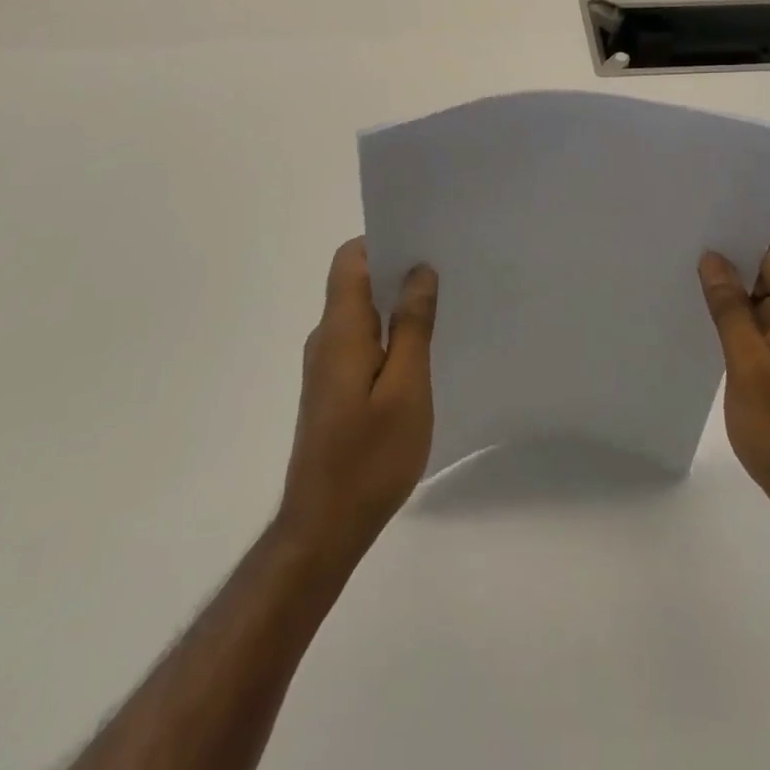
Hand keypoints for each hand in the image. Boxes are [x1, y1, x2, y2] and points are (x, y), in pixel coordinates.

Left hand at [277, 238, 438, 563]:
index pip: (350, 259)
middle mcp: (326, 338)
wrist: (323, 528)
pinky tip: (420, 352)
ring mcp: (326, 364)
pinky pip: (361, 340)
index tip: (424, 243)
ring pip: (360, 312)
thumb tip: (419, 270)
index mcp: (340, 330)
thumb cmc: (369, 458)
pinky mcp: (332, 388)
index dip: (384, 241)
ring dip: (395, 304)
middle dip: (397, 270)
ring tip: (441, 308)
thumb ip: (412, 325)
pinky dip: (388, 334)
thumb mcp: (406, 389)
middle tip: (446, 272)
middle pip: (355, 281)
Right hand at [698, 232, 769, 525]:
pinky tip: (700, 310)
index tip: (702, 222)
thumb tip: (712, 259)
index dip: (741, 232)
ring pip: (759, 292)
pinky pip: (757, 318)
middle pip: (767, 266)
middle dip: (728, 255)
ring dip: (728, 284)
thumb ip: (730, 309)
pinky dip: (732, 310)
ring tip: (681, 269)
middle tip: (680, 242)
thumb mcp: (749, 366)